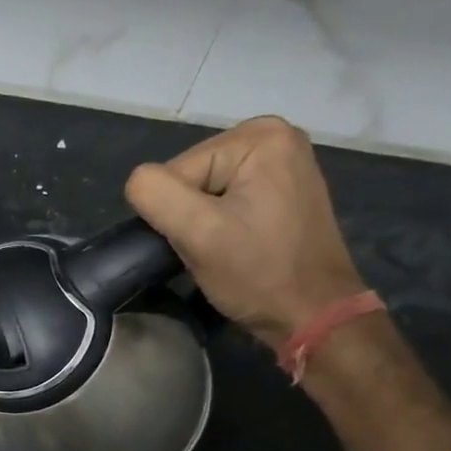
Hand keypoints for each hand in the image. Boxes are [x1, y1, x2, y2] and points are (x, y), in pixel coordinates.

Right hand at [126, 116, 365, 347]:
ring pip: (203, 191)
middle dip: (191, 215)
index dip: (177, 212)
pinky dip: (220, 223)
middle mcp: (274, 135)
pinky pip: (224, 198)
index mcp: (258, 136)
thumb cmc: (258, 274)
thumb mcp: (197, 233)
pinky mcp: (281, 187)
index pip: (176, 171)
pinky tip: (237, 242)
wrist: (313, 315)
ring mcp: (281, 161)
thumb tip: (138, 184)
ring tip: (225, 248)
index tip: (205, 241)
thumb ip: (154, 194)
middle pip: (190, 177)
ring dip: (202, 223)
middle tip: (213, 248)